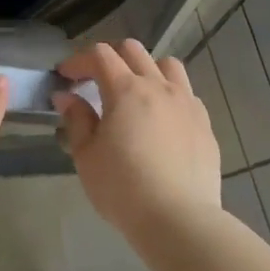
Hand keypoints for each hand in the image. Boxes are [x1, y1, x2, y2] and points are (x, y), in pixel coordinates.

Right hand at [52, 41, 221, 242]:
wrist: (178, 219)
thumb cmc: (122, 187)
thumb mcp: (86, 155)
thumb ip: (77, 120)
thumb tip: (67, 97)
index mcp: (126, 90)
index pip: (99, 55)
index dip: (78, 60)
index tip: (65, 76)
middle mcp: (159, 87)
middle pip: (133, 51)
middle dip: (109, 58)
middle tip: (94, 80)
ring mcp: (187, 103)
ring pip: (167, 65)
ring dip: (145, 69)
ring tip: (134, 93)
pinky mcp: (205, 124)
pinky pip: (186, 94)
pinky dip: (169, 94)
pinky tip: (161, 119)